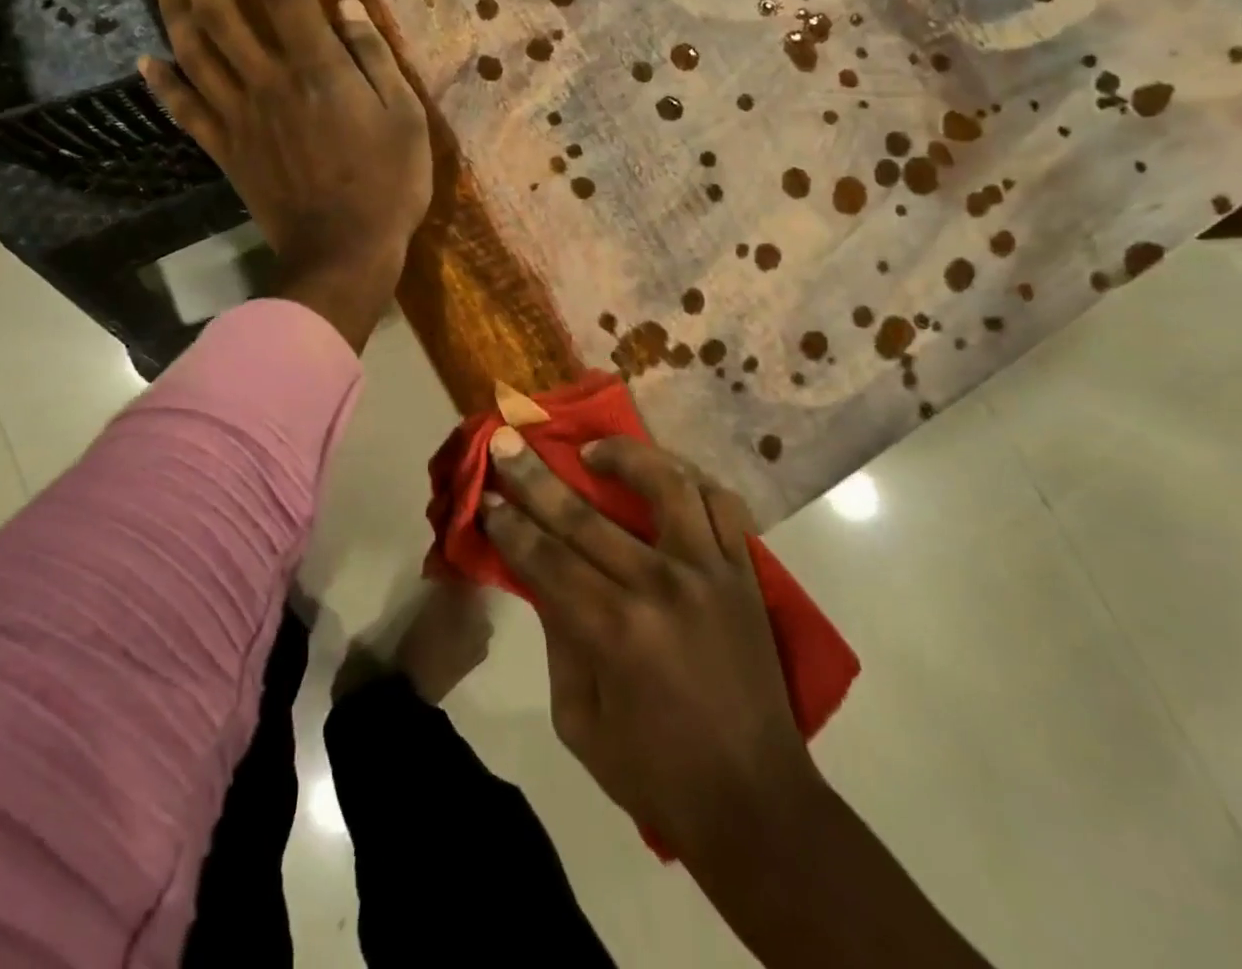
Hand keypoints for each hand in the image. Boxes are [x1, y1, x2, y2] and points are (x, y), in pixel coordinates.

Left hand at [139, 0, 432, 351]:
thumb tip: (346, 7)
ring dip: (173, 10)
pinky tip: (147, 61)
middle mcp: (267, 82)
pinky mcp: (226, 151)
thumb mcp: (405, 119)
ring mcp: (239, 117)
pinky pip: (184, 110)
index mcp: (316, 70)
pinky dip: (162, 84)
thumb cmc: (387, 187)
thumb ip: (374, 59)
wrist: (343, 251)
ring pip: (193, 52)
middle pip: (220, 10)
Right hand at [485, 433, 992, 968]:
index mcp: (614, 631)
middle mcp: (661, 587)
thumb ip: (559, 641)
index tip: (486, 495)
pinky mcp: (745, 572)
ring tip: (594, 451)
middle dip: (536, 476)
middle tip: (507, 440)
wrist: (755, 801)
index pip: (545, 559)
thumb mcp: (579, 720)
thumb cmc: (656, 771)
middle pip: (585, 516)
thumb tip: (544, 578)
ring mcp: (710, 572)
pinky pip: (723, 506)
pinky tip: (666, 477)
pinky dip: (692, 481)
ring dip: (625, 456)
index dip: (509, 525)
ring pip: (667, 485)